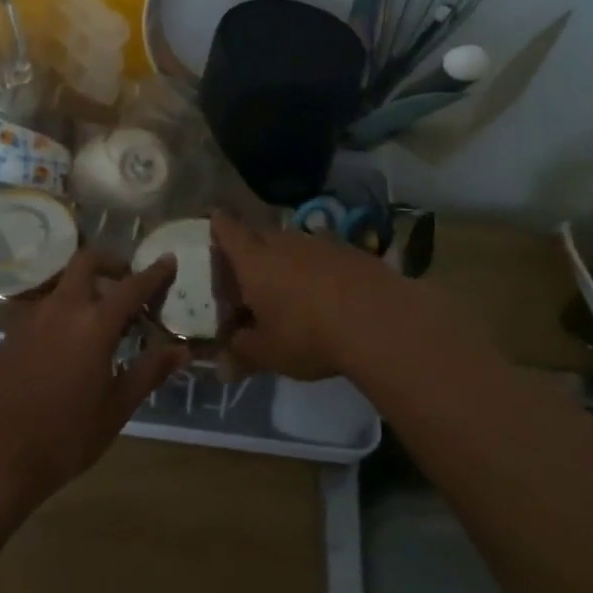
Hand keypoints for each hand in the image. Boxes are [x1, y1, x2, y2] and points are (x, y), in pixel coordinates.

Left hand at [0, 250, 186, 510]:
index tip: (168, 260)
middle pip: (86, 262)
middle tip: (128, 284)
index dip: (154, 273)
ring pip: (64, 283)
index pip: (131, 287)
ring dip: (87, 287)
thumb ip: (150, 371)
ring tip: (103, 319)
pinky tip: (71, 341)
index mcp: (93, 325)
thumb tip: (182, 350)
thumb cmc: (67, 437)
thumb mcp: (117, 408)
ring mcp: (32, 318)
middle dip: (111, 263)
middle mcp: (61, 309)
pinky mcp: (12, 332)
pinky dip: (65, 308)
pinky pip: (45, 306)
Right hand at [211, 210, 404, 379]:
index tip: (214, 224)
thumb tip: (222, 368)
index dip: (218, 225)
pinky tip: (326, 297)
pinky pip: (323, 256)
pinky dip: (317, 271)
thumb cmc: (307, 334)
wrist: (379, 320)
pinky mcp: (352, 252)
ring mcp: (320, 243)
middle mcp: (283, 241)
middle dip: (251, 253)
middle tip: (246, 279)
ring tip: (288, 292)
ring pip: (293, 246)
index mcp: (253, 259)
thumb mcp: (268, 353)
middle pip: (259, 236)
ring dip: (286, 262)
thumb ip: (241, 355)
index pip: (227, 228)